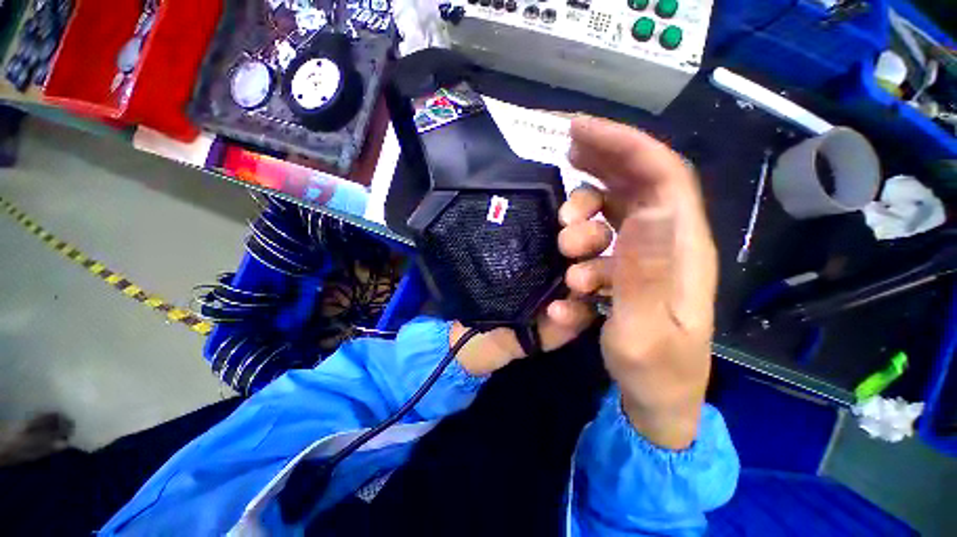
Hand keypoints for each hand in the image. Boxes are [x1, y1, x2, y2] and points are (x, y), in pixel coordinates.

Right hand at [559, 116, 717, 449]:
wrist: (655, 399)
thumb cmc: (656, 370)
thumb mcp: (647, 329)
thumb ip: (648, 271)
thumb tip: (652, 208)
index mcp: (682, 248)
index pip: (661, 175)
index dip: (625, 145)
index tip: (580, 131)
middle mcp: (666, 243)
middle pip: (635, 183)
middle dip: (598, 165)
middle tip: (562, 164)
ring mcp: (643, 256)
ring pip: (611, 214)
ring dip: (581, 221)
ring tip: (564, 247)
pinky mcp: (625, 270)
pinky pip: (598, 246)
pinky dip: (577, 255)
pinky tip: (568, 286)